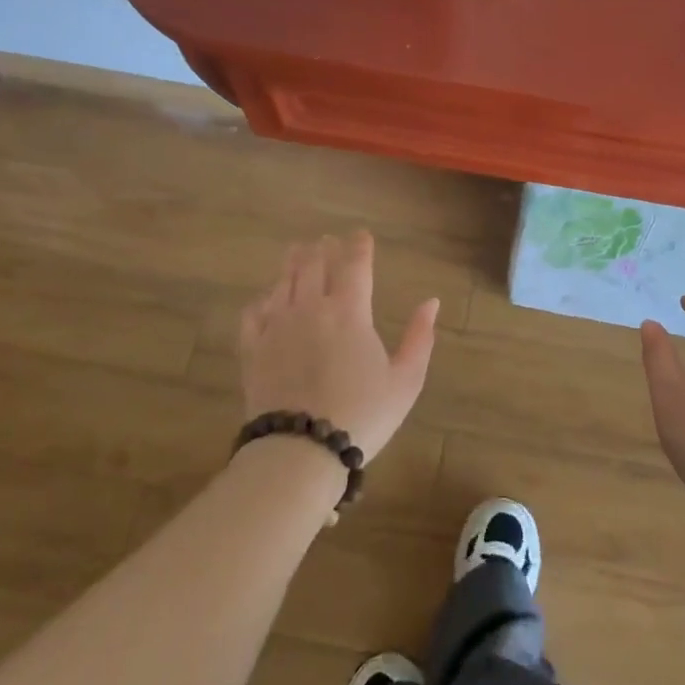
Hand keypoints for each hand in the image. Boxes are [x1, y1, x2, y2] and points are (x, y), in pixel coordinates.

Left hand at [239, 232, 438, 461]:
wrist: (301, 449)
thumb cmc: (362, 415)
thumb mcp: (406, 380)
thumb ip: (420, 337)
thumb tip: (431, 302)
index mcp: (350, 312)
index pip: (355, 265)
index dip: (359, 245)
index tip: (361, 234)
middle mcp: (311, 308)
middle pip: (314, 265)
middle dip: (323, 248)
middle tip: (326, 240)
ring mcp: (277, 326)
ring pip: (283, 281)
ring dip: (293, 263)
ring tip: (297, 252)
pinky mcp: (253, 349)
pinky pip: (253, 312)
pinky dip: (262, 299)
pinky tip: (267, 299)